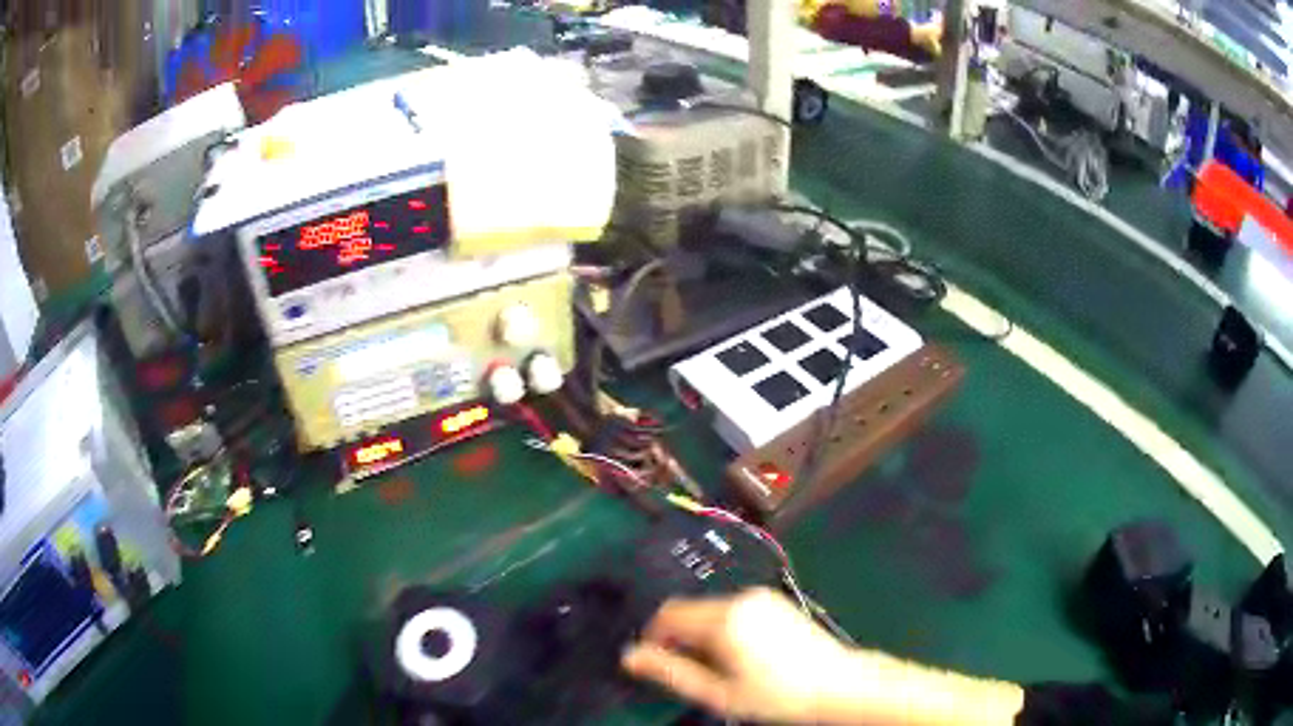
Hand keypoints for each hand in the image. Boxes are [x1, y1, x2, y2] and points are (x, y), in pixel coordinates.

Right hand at [622, 587, 853, 722]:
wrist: (837, 684)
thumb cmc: (775, 695)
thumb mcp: (718, 693)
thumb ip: (671, 673)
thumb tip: (629, 657)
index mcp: (724, 618)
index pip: (668, 615)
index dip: (653, 638)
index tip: (658, 665)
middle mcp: (740, 598)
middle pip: (689, 610)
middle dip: (679, 638)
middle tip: (691, 672)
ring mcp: (761, 597)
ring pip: (710, 610)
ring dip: (701, 634)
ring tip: (719, 667)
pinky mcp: (775, 601)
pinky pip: (733, 609)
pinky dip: (723, 628)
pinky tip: (740, 655)